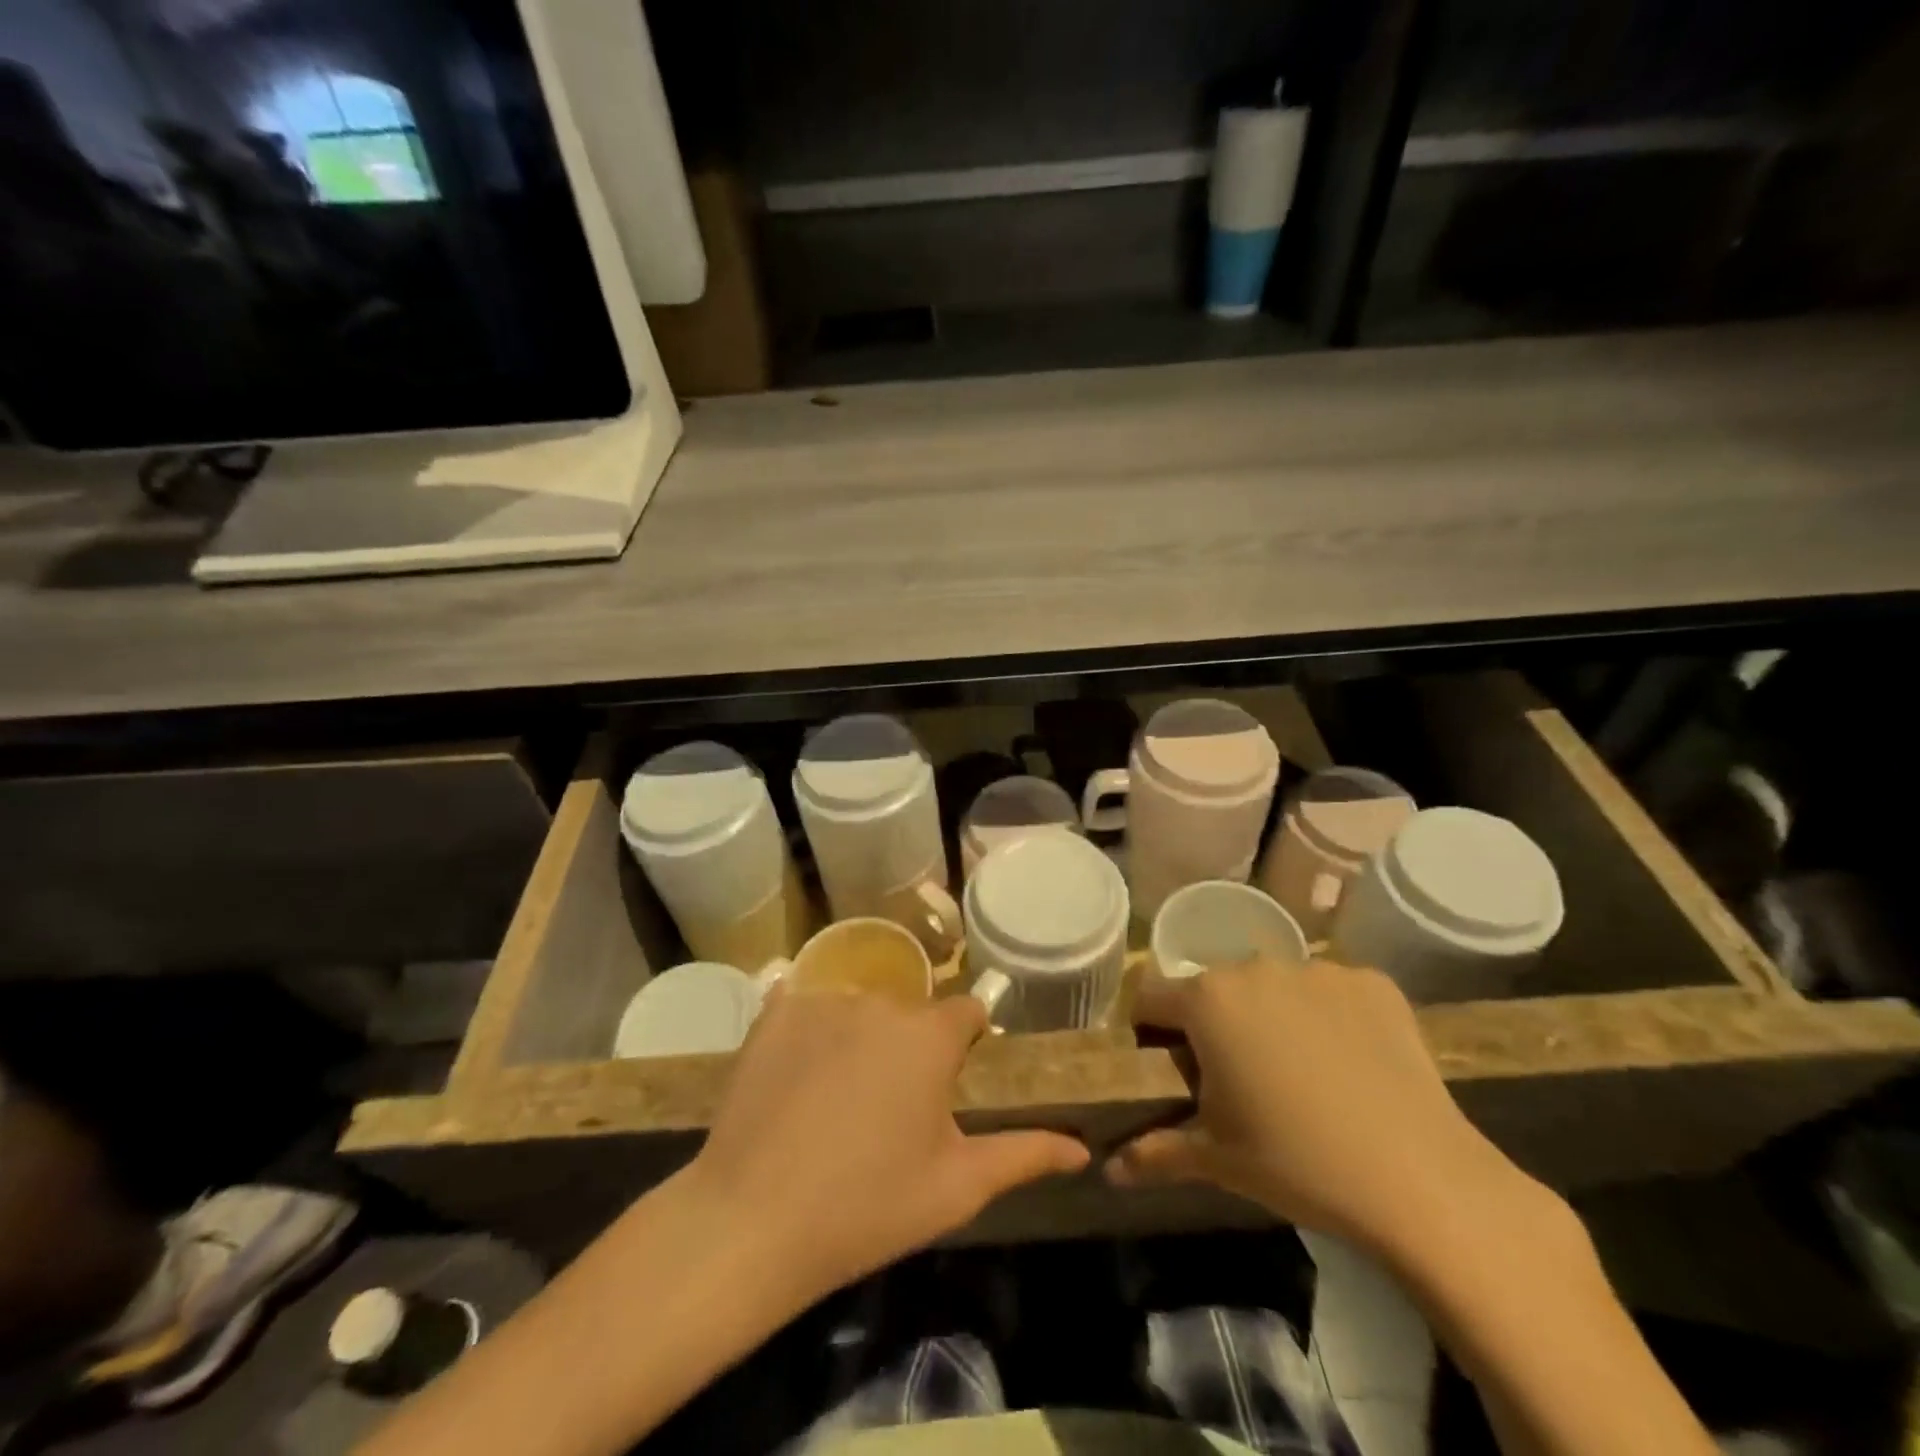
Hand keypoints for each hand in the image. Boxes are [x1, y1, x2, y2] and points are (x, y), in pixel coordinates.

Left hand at [684, 988, 1089, 1301]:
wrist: (753, 1221)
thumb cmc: (869, 1206)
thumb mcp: (958, 1186)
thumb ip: (1025, 1155)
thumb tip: (1082, 1148)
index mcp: (930, 1035)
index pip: (968, 1014)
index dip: (967, 1045)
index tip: (953, 1081)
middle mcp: (881, 1001)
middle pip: (911, 1014)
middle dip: (911, 1049)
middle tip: (891, 1108)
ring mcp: (823, 1001)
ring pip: (860, 1010)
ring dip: (861, 1040)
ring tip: (838, 1100)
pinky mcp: (774, 1012)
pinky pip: (807, 1006)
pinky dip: (810, 1030)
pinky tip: (797, 1075)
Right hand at [1108, 960, 1544, 1263]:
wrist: (1421, 1180)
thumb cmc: (1296, 1162)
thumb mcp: (1216, 1161)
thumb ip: (1153, 1155)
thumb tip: (1109, 1169)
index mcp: (1207, 1000)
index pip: (1151, 997)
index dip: (1152, 1032)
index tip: (1173, 1070)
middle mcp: (1255, 967)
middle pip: (1214, 989)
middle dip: (1215, 1025)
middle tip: (1241, 1081)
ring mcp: (1318, 969)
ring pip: (1273, 987)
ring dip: (1272, 1017)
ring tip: (1302, 1075)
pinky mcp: (1372, 982)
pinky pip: (1331, 992)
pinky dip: (1330, 1018)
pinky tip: (1351, 1065)